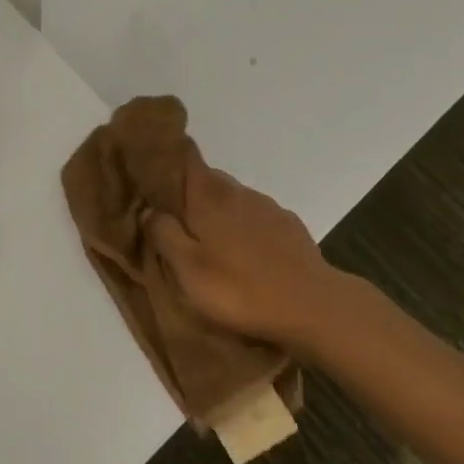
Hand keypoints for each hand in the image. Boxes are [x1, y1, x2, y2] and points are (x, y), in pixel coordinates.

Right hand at [146, 146, 342, 349]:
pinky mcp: (289, 227)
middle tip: (174, 218)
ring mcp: (268, 207)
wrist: (313, 307)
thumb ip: (164, 234)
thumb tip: (150, 209)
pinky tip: (245, 254)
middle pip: (208, 179)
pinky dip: (244, 227)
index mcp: (209, 196)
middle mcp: (238, 191)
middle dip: (190, 191)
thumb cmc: (240, 289)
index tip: (153, 165)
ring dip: (218, 212)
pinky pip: (256, 218)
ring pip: (233, 199)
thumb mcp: (188, 270)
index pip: (187, 156)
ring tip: (209, 241)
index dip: (170, 156)